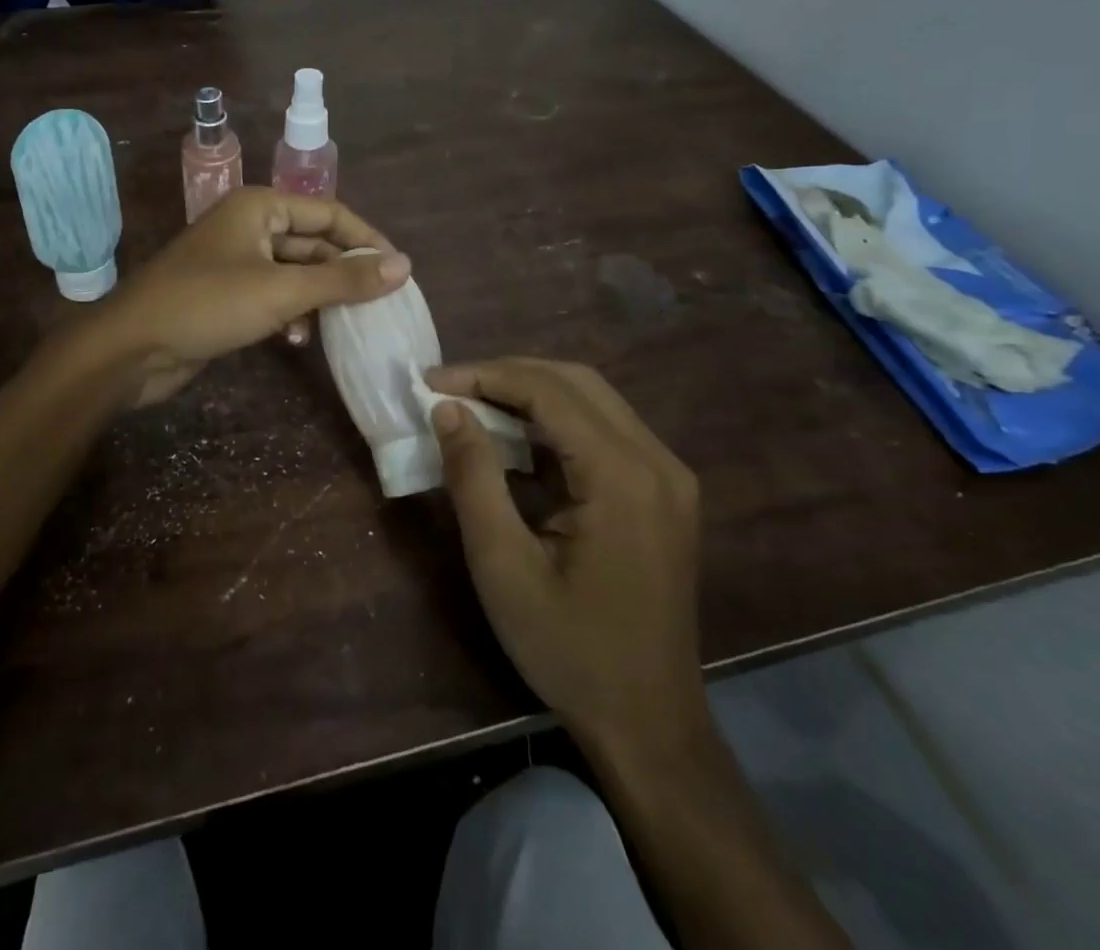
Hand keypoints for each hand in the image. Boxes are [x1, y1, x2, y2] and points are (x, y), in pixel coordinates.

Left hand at [84, 187, 410, 405]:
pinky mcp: (227, 295)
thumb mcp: (282, 291)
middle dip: (344, 274)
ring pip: (295, 274)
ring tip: (345, 324)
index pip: (330, 213)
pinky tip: (300, 340)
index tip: (401, 271)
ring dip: (319, 298)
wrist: (131, 347)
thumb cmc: (207, 304)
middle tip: (381, 304)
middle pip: (314, 244)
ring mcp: (236, 262)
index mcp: (260, 207)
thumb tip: (406, 266)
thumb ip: (344, 280)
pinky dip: (292, 314)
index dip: (366, 240)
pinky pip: (274, 296)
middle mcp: (250, 226)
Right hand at [426, 358, 707, 756]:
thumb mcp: (502, 566)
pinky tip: (515, 439)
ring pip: (592, 400)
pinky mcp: (664, 492)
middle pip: (576, 382)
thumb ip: (473, 477)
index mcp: (624, 477)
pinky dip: (554, 422)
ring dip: (530, 392)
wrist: (649, 726)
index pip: (550, 391)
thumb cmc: (569, 650)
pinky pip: (604, 431)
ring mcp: (668, 476)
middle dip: (507, 374)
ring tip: (473, 404)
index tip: (431, 381)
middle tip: (450, 387)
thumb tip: (447, 409)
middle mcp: (657, 461)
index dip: (485, 375)